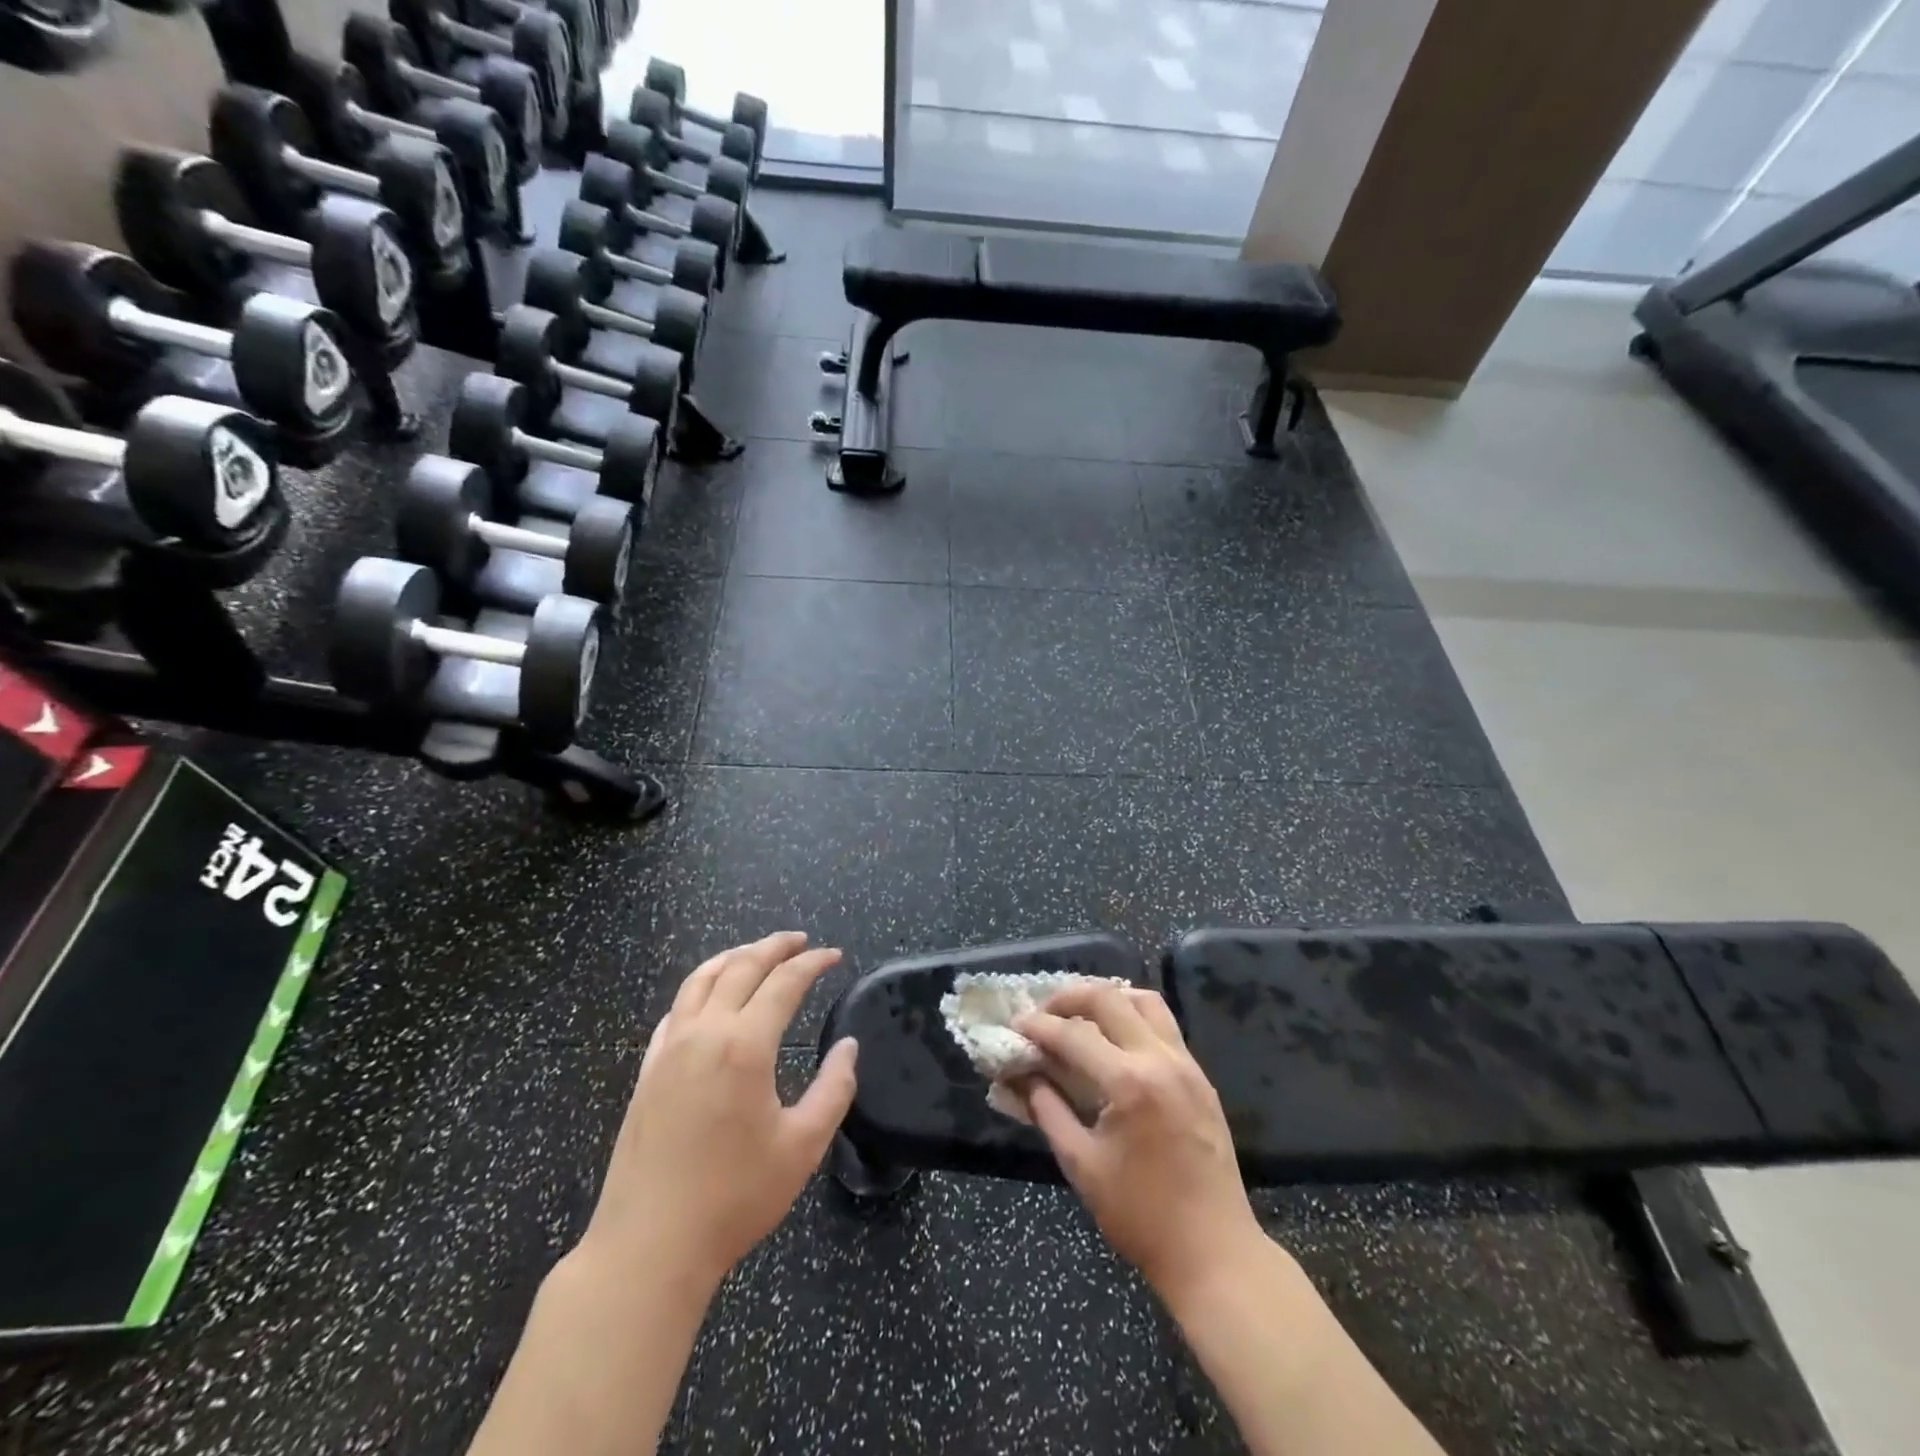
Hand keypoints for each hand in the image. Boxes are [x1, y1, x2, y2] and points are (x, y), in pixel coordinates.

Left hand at [583, 932, 858, 1289]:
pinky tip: (709, 998)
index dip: (812, 963)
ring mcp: (669, 1049)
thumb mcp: (803, 1146)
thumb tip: (847, 1047)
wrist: (649, 1247)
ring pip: (701, 980)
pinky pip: (675, 1009)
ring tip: (757, 952)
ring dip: (734, 957)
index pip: (784, 983)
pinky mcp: (647, 1070)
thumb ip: (834, 1089)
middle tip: (801, 941)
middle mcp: (704, 1033)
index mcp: (744, 1046)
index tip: (834, 955)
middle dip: (775, 947)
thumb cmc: (734, 1198)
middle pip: (741, 967)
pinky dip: (699, 988)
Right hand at [1015, 983, 1262, 1304]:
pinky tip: (1114, 1039)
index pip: (1073, 1035)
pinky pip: (1163, 1025)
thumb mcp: (1081, 1165)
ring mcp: (1187, 1065)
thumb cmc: (1141, 1216)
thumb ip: (1047, 1110)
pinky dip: (1133, 1017)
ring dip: (1107, 998)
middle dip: (1069, 998)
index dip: (1039, 1026)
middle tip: (1043, 1013)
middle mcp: (1161, 1060)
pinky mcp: (1200, 1077)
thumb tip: (1021, 1076)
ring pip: (1144, 1001)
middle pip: (1109, 999)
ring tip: (1080, 1016)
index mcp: (1129, 1083)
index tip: (1015, 1024)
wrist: (1214, 1253)